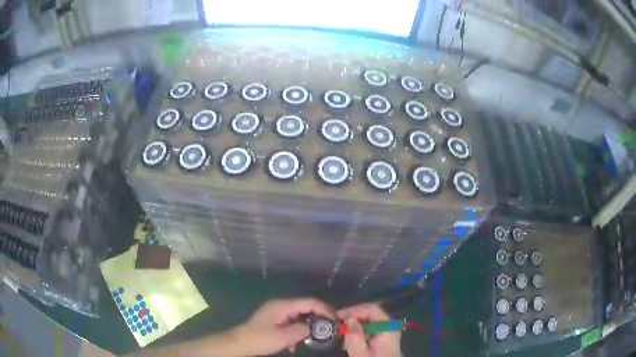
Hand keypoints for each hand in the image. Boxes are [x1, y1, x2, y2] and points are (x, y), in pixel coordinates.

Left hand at [232, 298, 335, 355]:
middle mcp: (281, 305)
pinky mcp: (274, 320)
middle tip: (328, 330)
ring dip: (305, 328)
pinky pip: (291, 323)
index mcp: (283, 305)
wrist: (240, 343)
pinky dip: (295, 332)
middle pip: (305, 307)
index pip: (310, 302)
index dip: (325, 309)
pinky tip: (293, 345)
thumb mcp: (284, 337)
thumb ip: (302, 330)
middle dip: (317, 319)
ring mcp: (277, 312)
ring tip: (309, 341)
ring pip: (299, 316)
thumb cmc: (261, 339)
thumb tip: (316, 327)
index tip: (335, 320)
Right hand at [337, 304, 401, 356]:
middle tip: (338, 327)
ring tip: (341, 337)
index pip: (371, 309)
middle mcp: (390, 327)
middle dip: (353, 319)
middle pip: (371, 315)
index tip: (337, 317)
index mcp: (387, 327)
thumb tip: (349, 319)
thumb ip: (354, 335)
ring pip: (370, 324)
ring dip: (355, 328)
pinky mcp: (385, 342)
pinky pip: (371, 333)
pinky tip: (350, 344)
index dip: (353, 310)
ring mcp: (389, 335)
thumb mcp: (360, 353)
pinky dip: (359, 335)